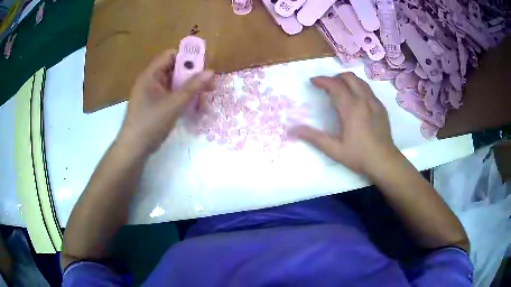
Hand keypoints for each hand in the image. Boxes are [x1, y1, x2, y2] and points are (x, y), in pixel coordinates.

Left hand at [117, 50, 214, 154]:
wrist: (135, 148)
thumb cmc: (151, 123)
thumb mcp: (174, 104)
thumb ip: (192, 87)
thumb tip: (211, 72)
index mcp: (151, 75)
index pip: (170, 55)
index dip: (187, 57)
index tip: (203, 66)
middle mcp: (151, 81)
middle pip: (174, 70)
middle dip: (192, 76)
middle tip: (208, 86)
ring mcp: (152, 94)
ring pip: (174, 84)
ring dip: (189, 90)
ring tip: (203, 100)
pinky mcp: (155, 105)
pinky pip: (171, 96)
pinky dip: (182, 99)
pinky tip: (193, 108)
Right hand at [290, 72, 399, 175]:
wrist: (384, 162)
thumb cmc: (359, 156)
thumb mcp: (334, 149)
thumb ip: (313, 137)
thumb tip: (292, 130)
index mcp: (351, 109)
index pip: (334, 85)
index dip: (322, 80)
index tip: (313, 81)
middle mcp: (364, 100)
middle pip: (348, 77)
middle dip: (335, 77)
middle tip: (327, 86)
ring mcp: (375, 102)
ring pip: (360, 81)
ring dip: (347, 80)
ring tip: (340, 89)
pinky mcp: (381, 107)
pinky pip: (368, 89)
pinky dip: (358, 88)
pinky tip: (355, 101)